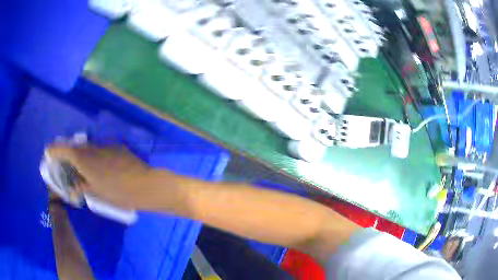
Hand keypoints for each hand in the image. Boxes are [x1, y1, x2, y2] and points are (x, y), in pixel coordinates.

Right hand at [47, 144, 155, 209]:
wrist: (144, 185)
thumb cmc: (118, 193)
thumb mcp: (96, 193)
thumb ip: (82, 187)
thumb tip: (74, 189)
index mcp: (83, 159)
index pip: (63, 149)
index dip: (54, 149)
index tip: (48, 151)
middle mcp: (92, 148)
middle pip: (75, 148)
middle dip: (67, 154)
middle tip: (64, 164)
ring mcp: (105, 146)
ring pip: (88, 149)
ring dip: (82, 156)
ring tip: (81, 169)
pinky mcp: (116, 148)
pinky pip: (100, 151)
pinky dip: (95, 157)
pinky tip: (100, 169)